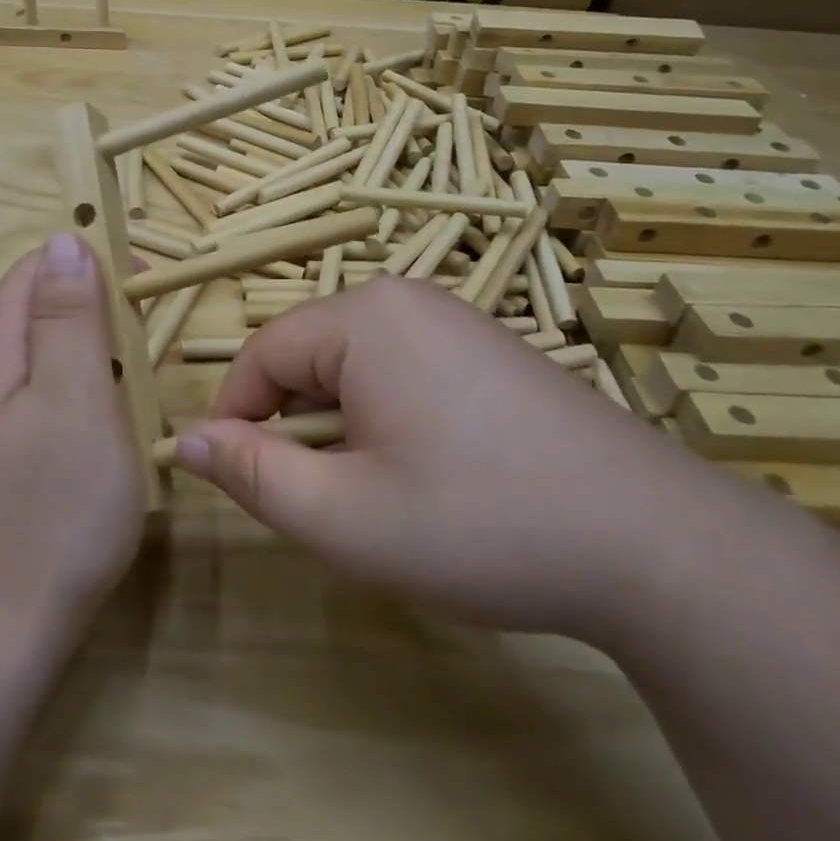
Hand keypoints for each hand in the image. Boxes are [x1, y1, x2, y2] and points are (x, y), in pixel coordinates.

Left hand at [0, 235, 145, 658]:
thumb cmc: (47, 507)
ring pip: (55, 359)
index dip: (91, 259)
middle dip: (102, 309)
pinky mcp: (13, 461)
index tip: (147, 281)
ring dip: (103, 355)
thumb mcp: (72, 396)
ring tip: (148, 381)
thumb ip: (69, 317)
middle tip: (157, 341)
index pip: (38, 267)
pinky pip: (57, 402)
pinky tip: (120, 426)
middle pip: (45, 310)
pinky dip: (94, 397)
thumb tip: (64, 240)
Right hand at [174, 276, 718, 642]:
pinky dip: (390, 417)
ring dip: (344, 425)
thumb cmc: (478, 522)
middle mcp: (407, 299)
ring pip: (357, 366)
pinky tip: (433, 473)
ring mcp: (455, 320)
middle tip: (328, 502)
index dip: (236, 416)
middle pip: (311, 355)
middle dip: (298, 424)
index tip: (238, 479)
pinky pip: (404, 370)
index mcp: (363, 316)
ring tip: (382, 493)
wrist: (652, 541)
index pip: (262, 353)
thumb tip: (187, 441)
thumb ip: (253, 473)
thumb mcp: (343, 515)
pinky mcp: (489, 348)